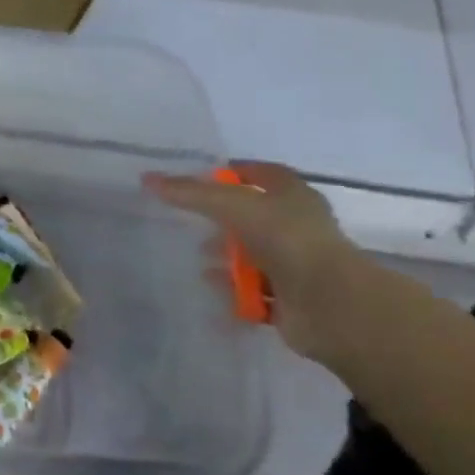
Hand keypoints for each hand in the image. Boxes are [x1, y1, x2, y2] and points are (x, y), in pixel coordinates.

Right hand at [144, 161, 365, 360]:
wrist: (327, 302)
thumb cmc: (285, 240)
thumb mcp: (232, 206)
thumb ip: (190, 193)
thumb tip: (147, 178)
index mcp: (294, 197)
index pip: (264, 173)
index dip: (235, 172)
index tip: (201, 176)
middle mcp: (297, 227)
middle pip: (255, 216)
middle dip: (223, 218)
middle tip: (190, 220)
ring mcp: (295, 264)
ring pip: (253, 254)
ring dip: (227, 256)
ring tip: (198, 257)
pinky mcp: (288, 298)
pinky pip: (253, 289)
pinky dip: (232, 287)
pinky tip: (210, 285)